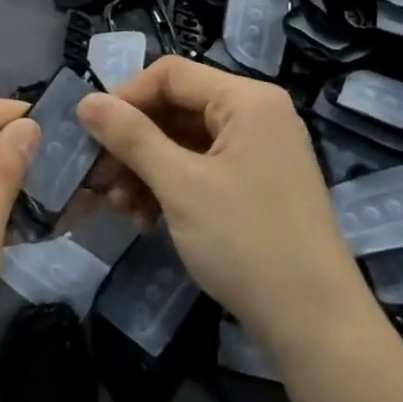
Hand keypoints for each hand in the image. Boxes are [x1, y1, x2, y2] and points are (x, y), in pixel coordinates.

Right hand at [77, 58, 366, 354]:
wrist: (316, 326)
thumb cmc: (247, 242)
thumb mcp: (180, 185)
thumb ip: (131, 137)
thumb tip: (86, 102)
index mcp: (247, 100)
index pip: (170, 74)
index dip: (125, 98)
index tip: (91, 135)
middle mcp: (256, 115)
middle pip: (176, 108)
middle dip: (133, 143)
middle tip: (99, 179)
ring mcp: (259, 151)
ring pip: (184, 142)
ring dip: (146, 169)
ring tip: (119, 206)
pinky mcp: (256, 185)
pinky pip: (201, 169)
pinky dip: (170, 187)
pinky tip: (146, 219)